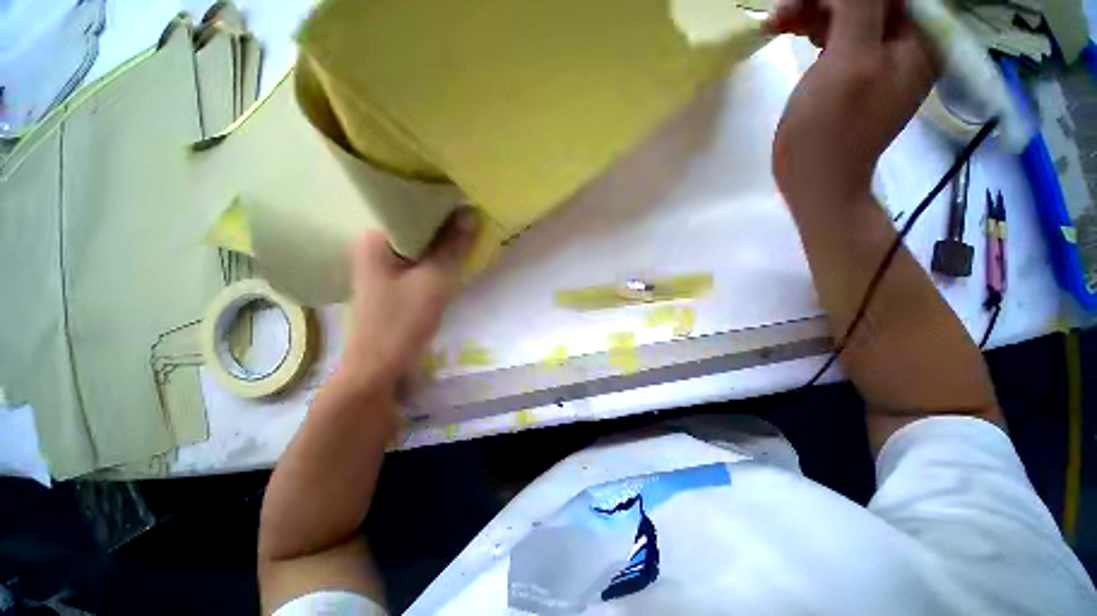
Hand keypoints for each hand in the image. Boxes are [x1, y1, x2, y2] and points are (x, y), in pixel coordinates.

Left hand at [338, 209, 478, 394]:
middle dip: (445, 226)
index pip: (410, 207)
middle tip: (472, 221)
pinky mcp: (392, 280)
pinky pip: (419, 260)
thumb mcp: (434, 282)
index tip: (466, 204)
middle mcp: (374, 245)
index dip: (441, 205)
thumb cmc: (402, 323)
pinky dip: (436, 259)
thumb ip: (453, 247)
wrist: (379, 367)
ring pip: (420, 245)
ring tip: (468, 235)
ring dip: (443, 244)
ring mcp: (382, 264)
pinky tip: (453, 258)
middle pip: (416, 226)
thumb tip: (471, 213)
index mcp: (375, 238)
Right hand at [768, 0, 936, 204]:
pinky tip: (794, 33)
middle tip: (782, 11)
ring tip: (778, 22)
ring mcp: (881, 60)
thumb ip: (858, 8)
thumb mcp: (848, 62)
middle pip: (868, 0)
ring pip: (851, 15)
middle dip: (824, 0)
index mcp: (918, 39)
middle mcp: (906, 44)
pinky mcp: (857, 75)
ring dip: (814, 12)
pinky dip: (815, 30)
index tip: (801, 1)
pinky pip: (841, 36)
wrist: (817, 183)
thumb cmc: (830, 130)